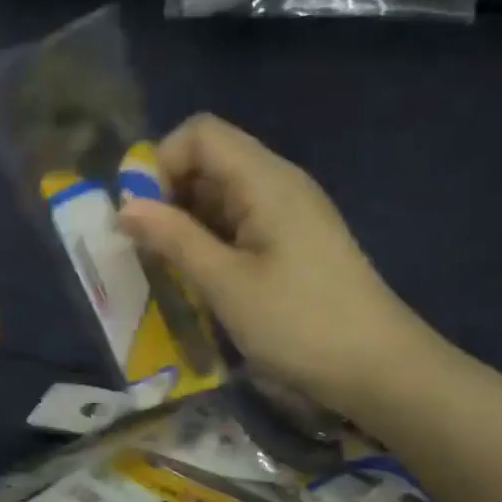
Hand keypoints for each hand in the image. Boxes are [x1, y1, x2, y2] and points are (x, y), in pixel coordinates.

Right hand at [118, 115, 436, 413]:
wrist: (378, 368)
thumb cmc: (298, 323)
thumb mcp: (225, 283)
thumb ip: (173, 238)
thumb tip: (124, 208)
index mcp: (265, 180)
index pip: (200, 133)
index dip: (161, 163)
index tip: (140, 214)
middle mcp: (278, 184)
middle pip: (210, 160)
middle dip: (168, 195)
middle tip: (146, 247)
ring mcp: (288, 214)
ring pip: (221, 195)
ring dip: (186, 222)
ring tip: (166, 267)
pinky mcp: (292, 243)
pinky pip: (239, 223)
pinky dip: (210, 240)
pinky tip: (199, 278)